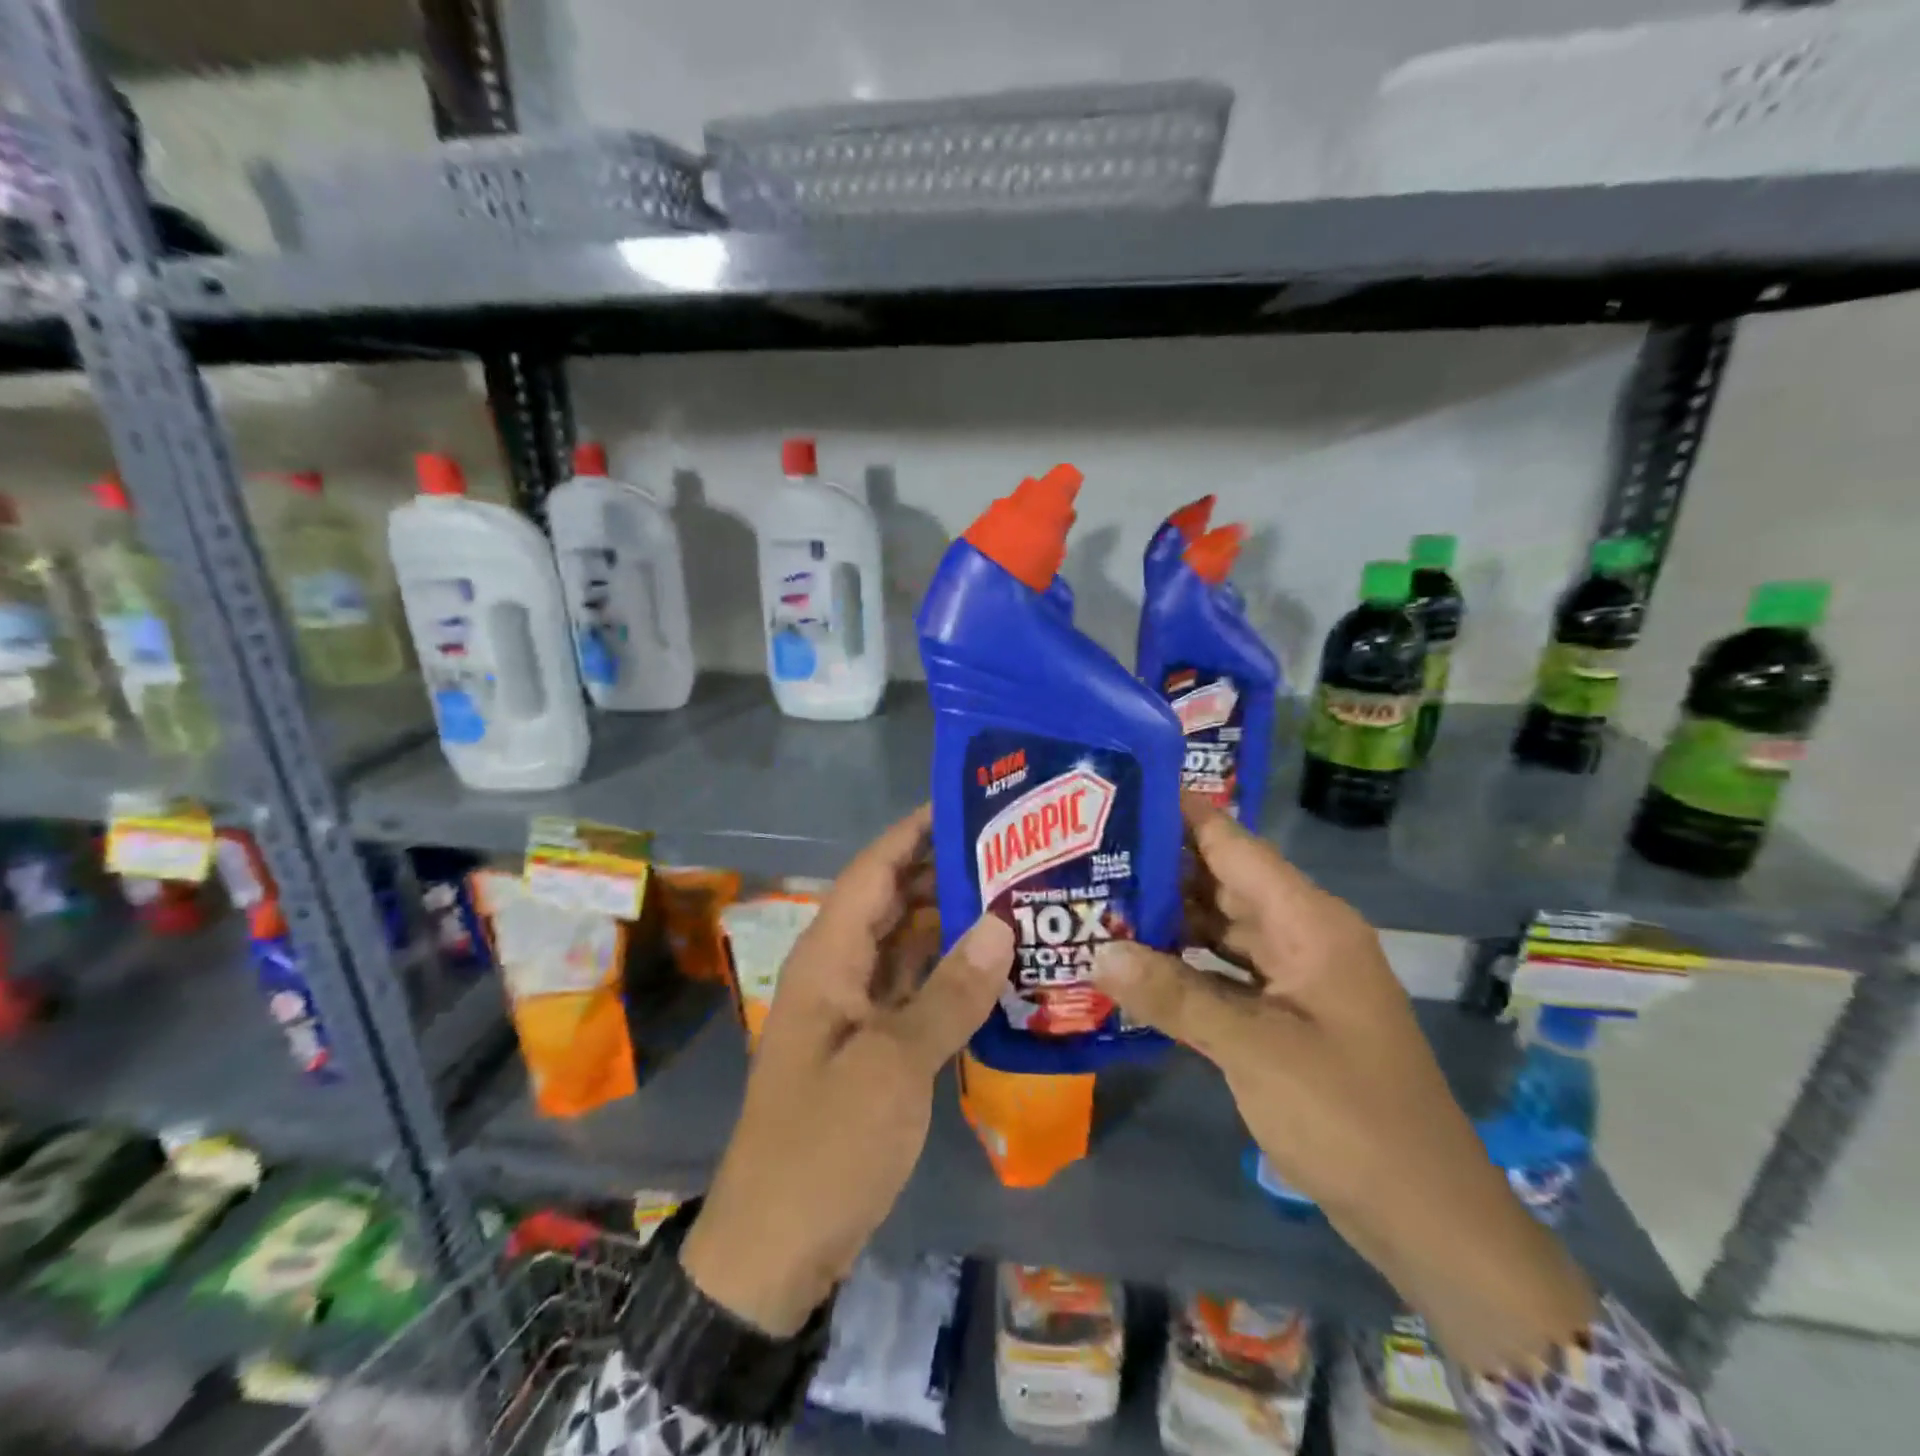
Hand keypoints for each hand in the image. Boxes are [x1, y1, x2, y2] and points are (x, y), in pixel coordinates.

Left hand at [682, 805, 1013, 1334]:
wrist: (776, 1248)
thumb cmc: (825, 1146)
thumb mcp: (893, 1067)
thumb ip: (950, 993)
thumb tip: (1001, 924)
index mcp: (828, 958)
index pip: (872, 871)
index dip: (913, 831)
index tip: (966, 802)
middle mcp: (839, 971)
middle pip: (893, 902)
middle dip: (944, 872)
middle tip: (1012, 851)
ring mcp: (855, 1010)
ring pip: (907, 945)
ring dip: (952, 923)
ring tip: (1015, 896)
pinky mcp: (873, 1046)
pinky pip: (914, 989)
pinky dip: (950, 974)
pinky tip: (996, 966)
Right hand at [1093, 797, 1595, 1371]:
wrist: (1427, 1216)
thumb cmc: (1350, 1118)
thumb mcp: (1256, 1051)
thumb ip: (1175, 995)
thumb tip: (1097, 952)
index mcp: (1308, 921)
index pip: (1233, 843)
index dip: (1178, 814)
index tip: (1116, 794)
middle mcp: (1301, 934)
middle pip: (1221, 880)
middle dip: (1158, 867)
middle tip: (1086, 854)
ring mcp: (1294, 975)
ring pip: (1219, 927)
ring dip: (1165, 918)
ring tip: (1097, 901)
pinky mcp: (1284, 1013)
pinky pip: (1224, 970)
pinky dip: (1183, 965)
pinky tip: (1134, 965)